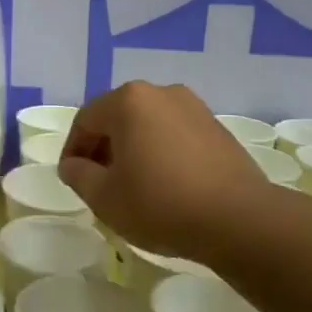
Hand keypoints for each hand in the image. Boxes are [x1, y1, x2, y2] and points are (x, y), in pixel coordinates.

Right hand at [57, 82, 269, 256]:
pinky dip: (161, 152)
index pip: (86, 120)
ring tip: (133, 186)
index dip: (73, 150)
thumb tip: (74, 165)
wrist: (239, 219)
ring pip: (148, 125)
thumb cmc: (160, 203)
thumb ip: (79, 175)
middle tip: (99, 182)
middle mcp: (161, 92)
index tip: (72, 179)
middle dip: (103, 148)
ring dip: (133, 149)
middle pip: (118, 117)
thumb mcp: (104, 197)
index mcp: (128, 101)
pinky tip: (165, 185)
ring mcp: (194, 107)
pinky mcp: (217, 128)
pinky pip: (175, 134)